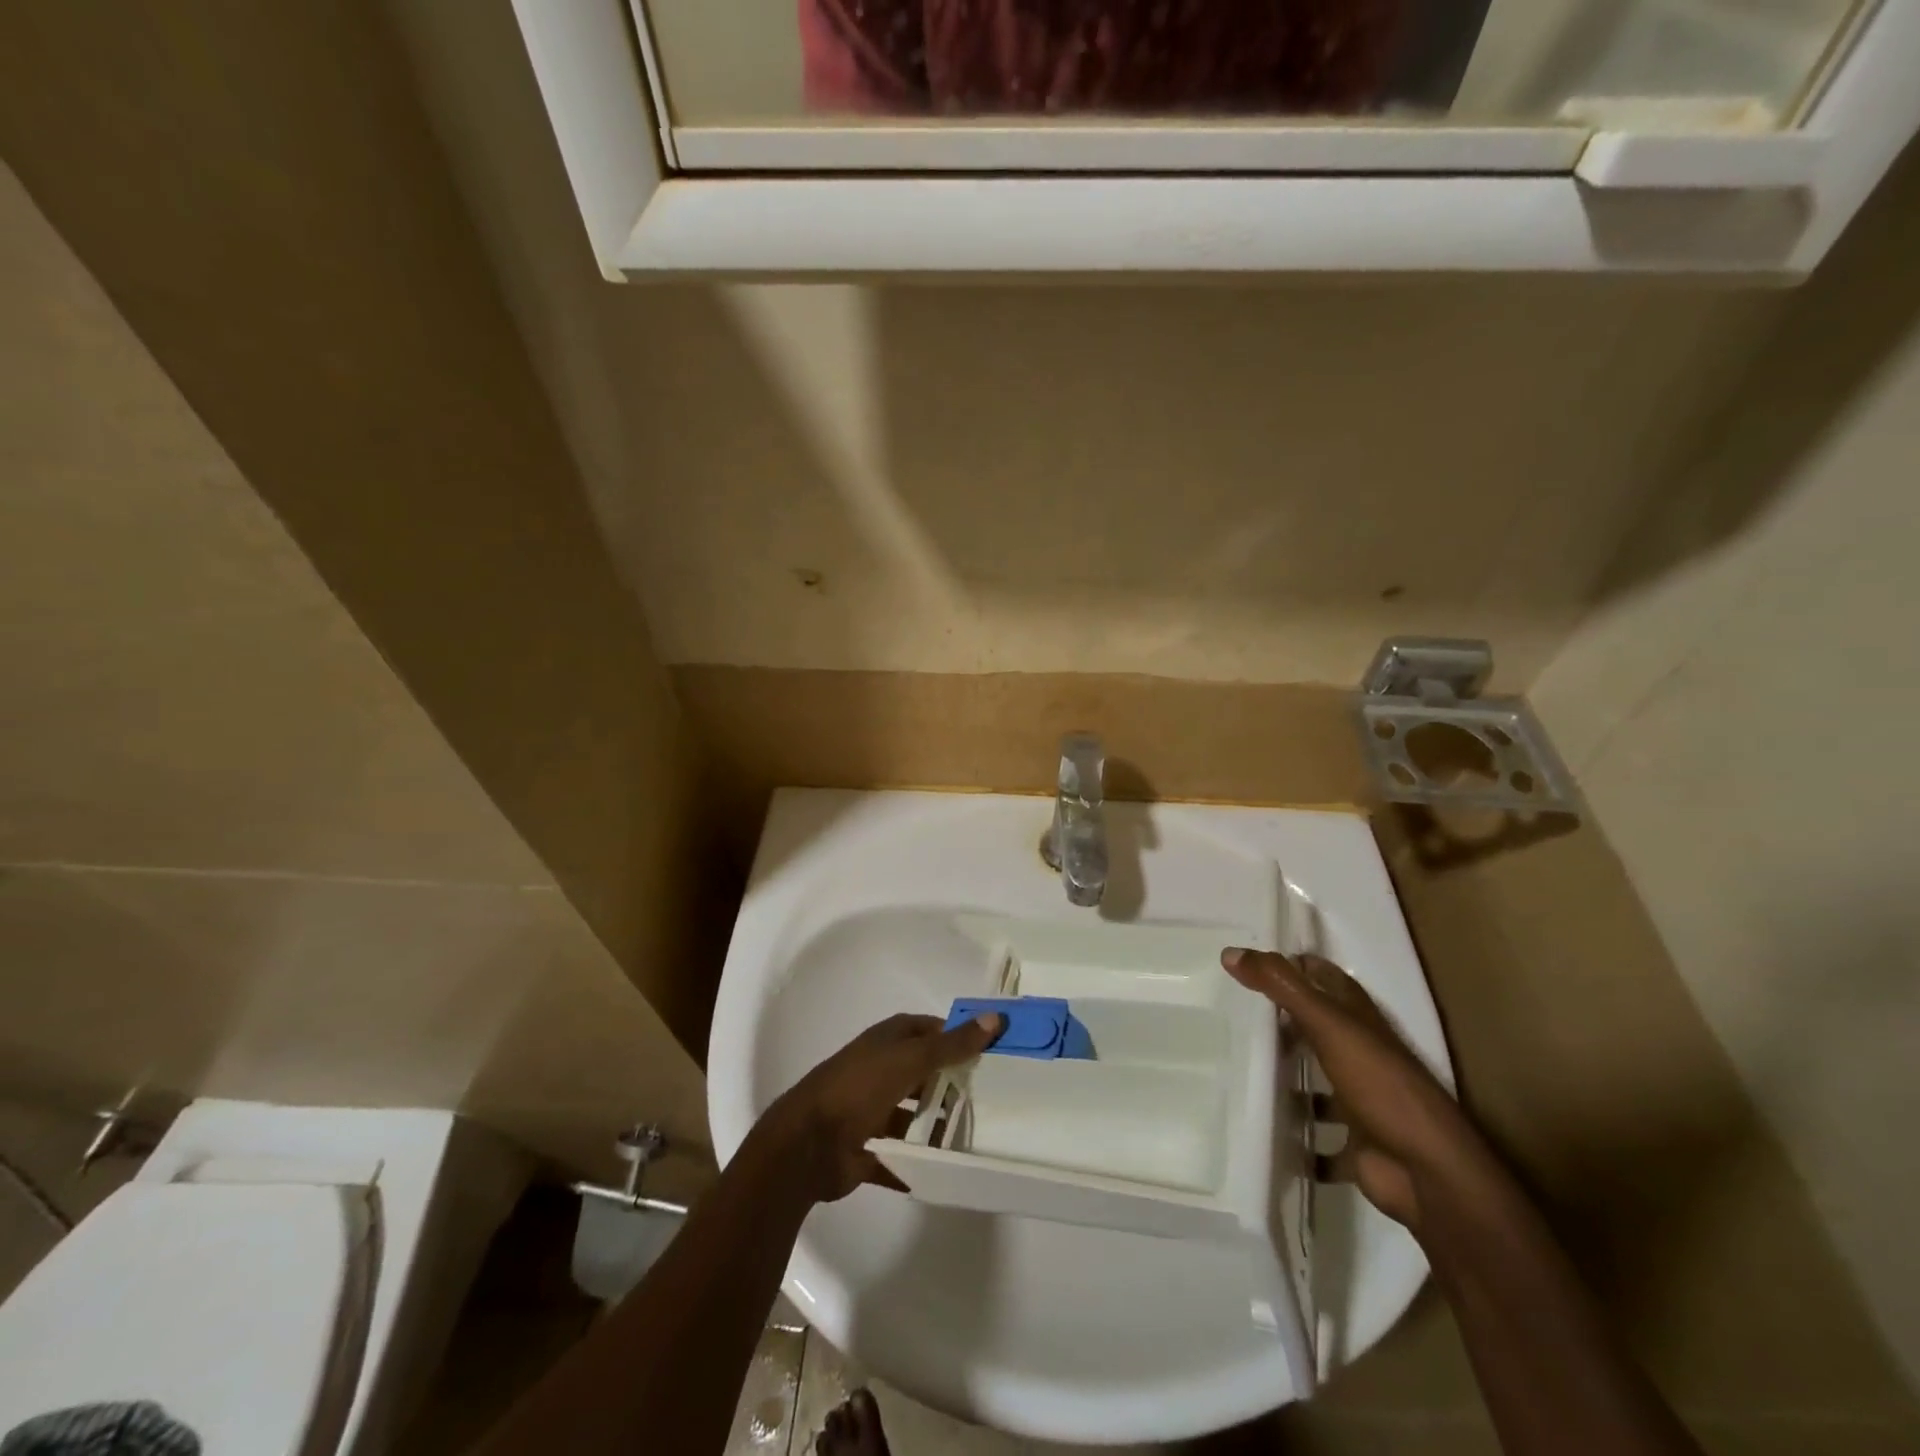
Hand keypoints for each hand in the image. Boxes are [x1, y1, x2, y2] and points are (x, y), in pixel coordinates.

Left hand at [752, 1012, 1003, 1205]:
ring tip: (974, 1138)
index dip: (955, 1035)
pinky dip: (919, 1163)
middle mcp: (878, 1071)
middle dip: (951, 1084)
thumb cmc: (859, 1088)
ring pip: (912, 1116)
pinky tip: (947, 1171)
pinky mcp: (866, 1149)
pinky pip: (900, 1156)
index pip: (928, 1030)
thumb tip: (995, 1018)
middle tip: (991, 1098)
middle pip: (922, 1073)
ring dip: (936, 1126)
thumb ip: (952, 1044)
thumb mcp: (910, 1059)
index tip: (989, 1051)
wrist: (806, 1145)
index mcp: (886, 1042)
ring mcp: (870, 1111)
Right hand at [1223, 948, 1491, 1231]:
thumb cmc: (1380, 1085)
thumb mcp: (1327, 1023)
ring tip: (1237, 1071)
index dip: (1291, 965)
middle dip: (1279, 1022)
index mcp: (1359, 1019)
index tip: (1246, 963)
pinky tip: (1263, 1131)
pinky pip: (1317, 1138)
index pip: (1322, 977)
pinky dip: (1296, 1139)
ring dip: (1286, 1081)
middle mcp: (1361, 1054)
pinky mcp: (1355, 1143)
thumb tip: (1231, 952)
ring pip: (1316, 1082)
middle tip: (1230, 1014)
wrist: (1427, 1172)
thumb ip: (1282, 986)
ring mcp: (1360, 1100)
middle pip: (1315, 1027)